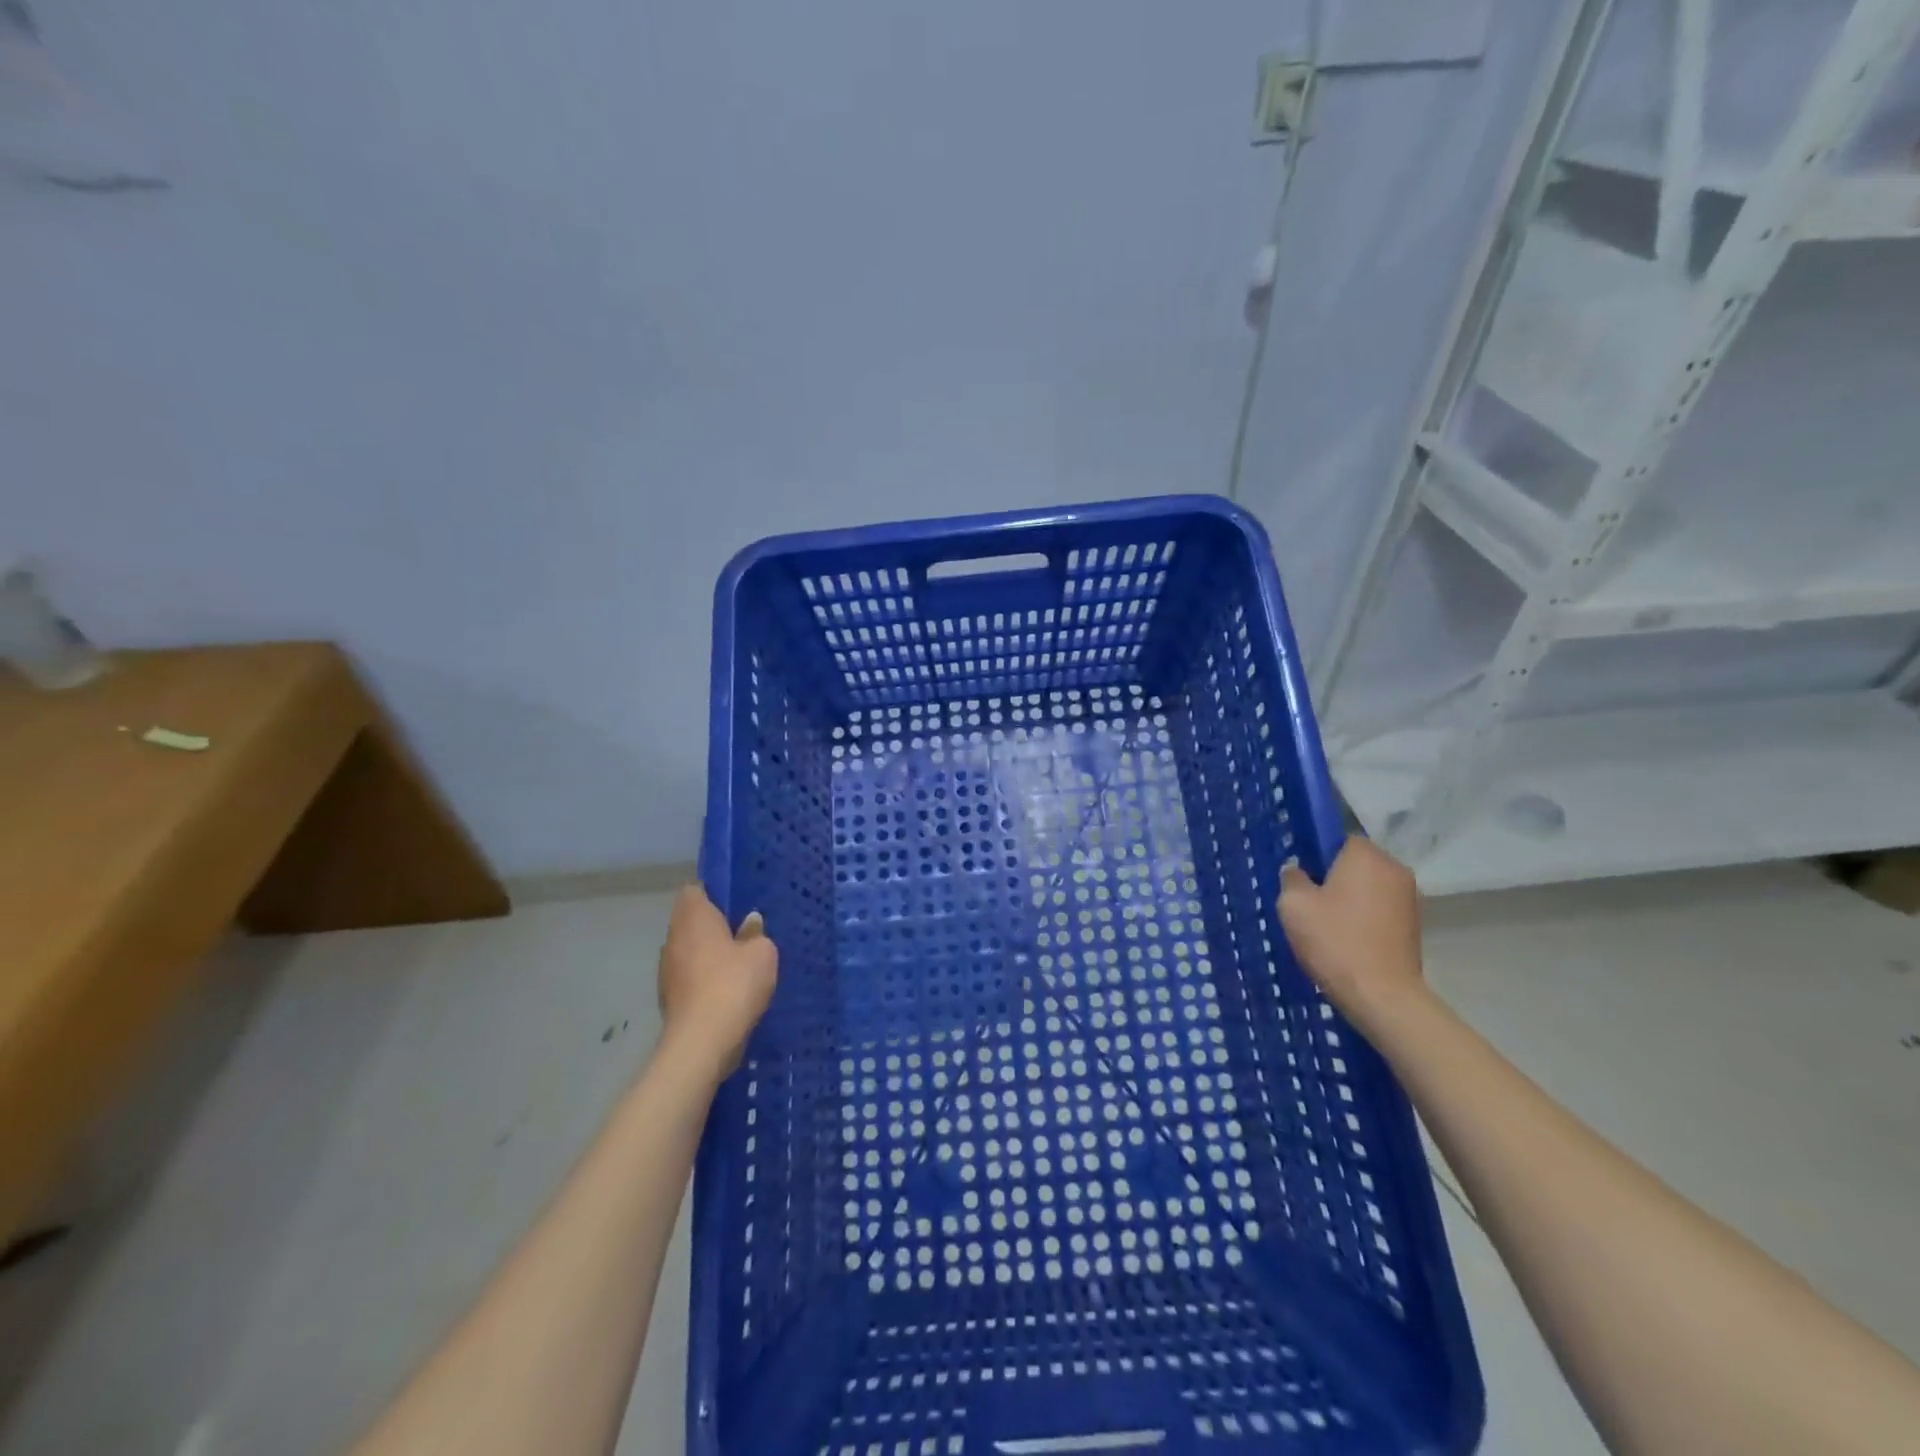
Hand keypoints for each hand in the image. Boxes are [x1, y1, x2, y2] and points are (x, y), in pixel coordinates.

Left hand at [657, 886, 777, 1082]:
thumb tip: (749, 924)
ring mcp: (667, 969)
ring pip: (689, 951)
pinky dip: (704, 980)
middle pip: (691, 921)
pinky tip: (728, 992)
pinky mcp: (668, 998)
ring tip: (738, 965)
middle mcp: (673, 938)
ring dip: (708, 955)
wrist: (702, 1042)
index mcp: (693, 916)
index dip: (714, 894)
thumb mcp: (762, 953)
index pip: (695, 890)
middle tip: (744, 933)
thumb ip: (756, 933)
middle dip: (713, 926)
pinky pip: (689, 977)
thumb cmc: (734, 984)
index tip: (737, 905)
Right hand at [1277, 839, 1425, 1029]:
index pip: (1339, 840)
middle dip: (1335, 878)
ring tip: (1328, 926)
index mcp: (1366, 856)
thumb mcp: (1293, 905)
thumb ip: (1292, 878)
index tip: (1302, 880)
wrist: (1382, 996)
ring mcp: (1411, 898)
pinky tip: (1348, 940)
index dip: (1317, 857)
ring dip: (1351, 900)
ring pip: (1369, 888)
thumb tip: (1297, 871)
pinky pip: (1381, 910)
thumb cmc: (1334, 941)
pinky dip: (1365, 919)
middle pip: (1356, 864)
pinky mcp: (1415, 926)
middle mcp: (1394, 869)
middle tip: (1310, 904)